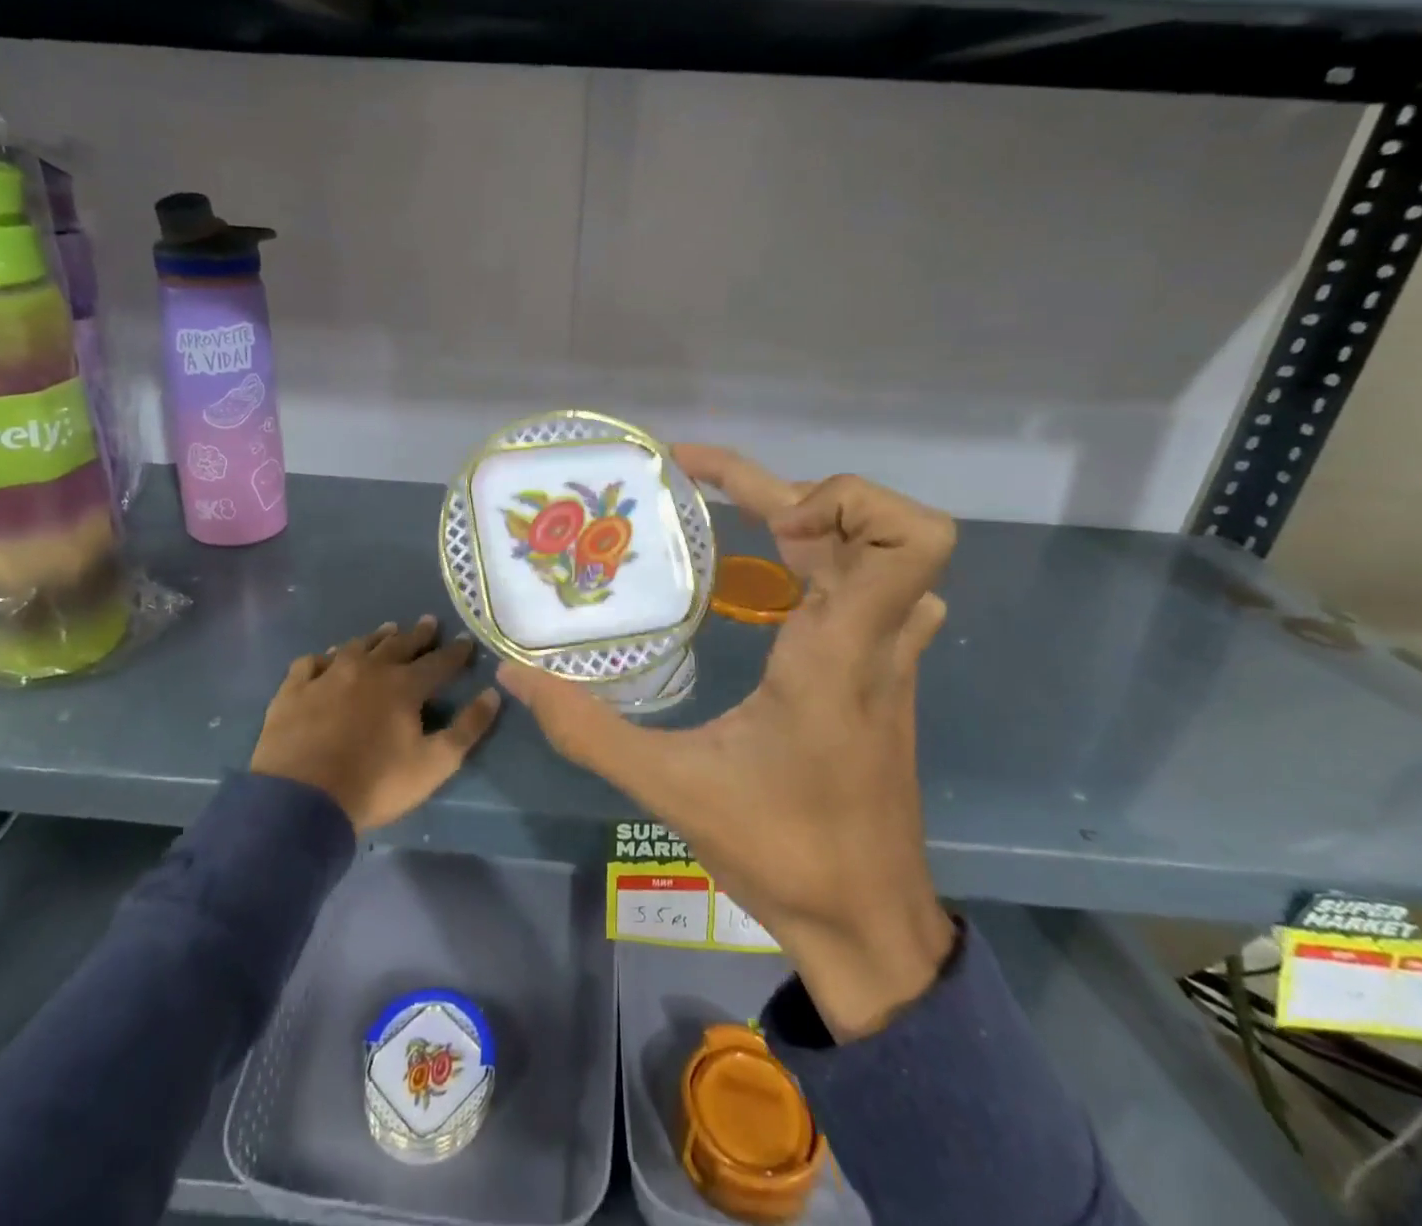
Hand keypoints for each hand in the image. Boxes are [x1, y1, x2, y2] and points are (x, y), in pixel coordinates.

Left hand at [252, 617, 501, 833]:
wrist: (301, 801)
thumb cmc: (375, 784)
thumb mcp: (435, 764)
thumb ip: (467, 728)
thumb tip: (492, 693)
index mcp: (404, 686)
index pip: (439, 662)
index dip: (456, 652)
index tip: (467, 641)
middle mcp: (368, 669)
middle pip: (398, 645)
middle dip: (418, 634)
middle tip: (429, 622)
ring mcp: (327, 676)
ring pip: (356, 646)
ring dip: (375, 638)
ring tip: (387, 631)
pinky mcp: (294, 690)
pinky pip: (311, 662)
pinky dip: (323, 658)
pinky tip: (326, 660)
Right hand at [501, 445, 956, 1040]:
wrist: (868, 925)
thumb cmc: (782, 853)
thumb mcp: (670, 787)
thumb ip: (586, 728)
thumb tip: (515, 674)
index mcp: (838, 651)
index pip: (906, 536)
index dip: (842, 496)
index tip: (767, 518)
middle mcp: (877, 640)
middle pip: (891, 526)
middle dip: (805, 497)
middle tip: (730, 513)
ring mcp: (891, 658)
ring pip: (889, 556)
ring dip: (826, 528)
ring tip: (753, 536)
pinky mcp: (886, 677)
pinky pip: (883, 590)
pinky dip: (839, 563)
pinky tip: (782, 592)